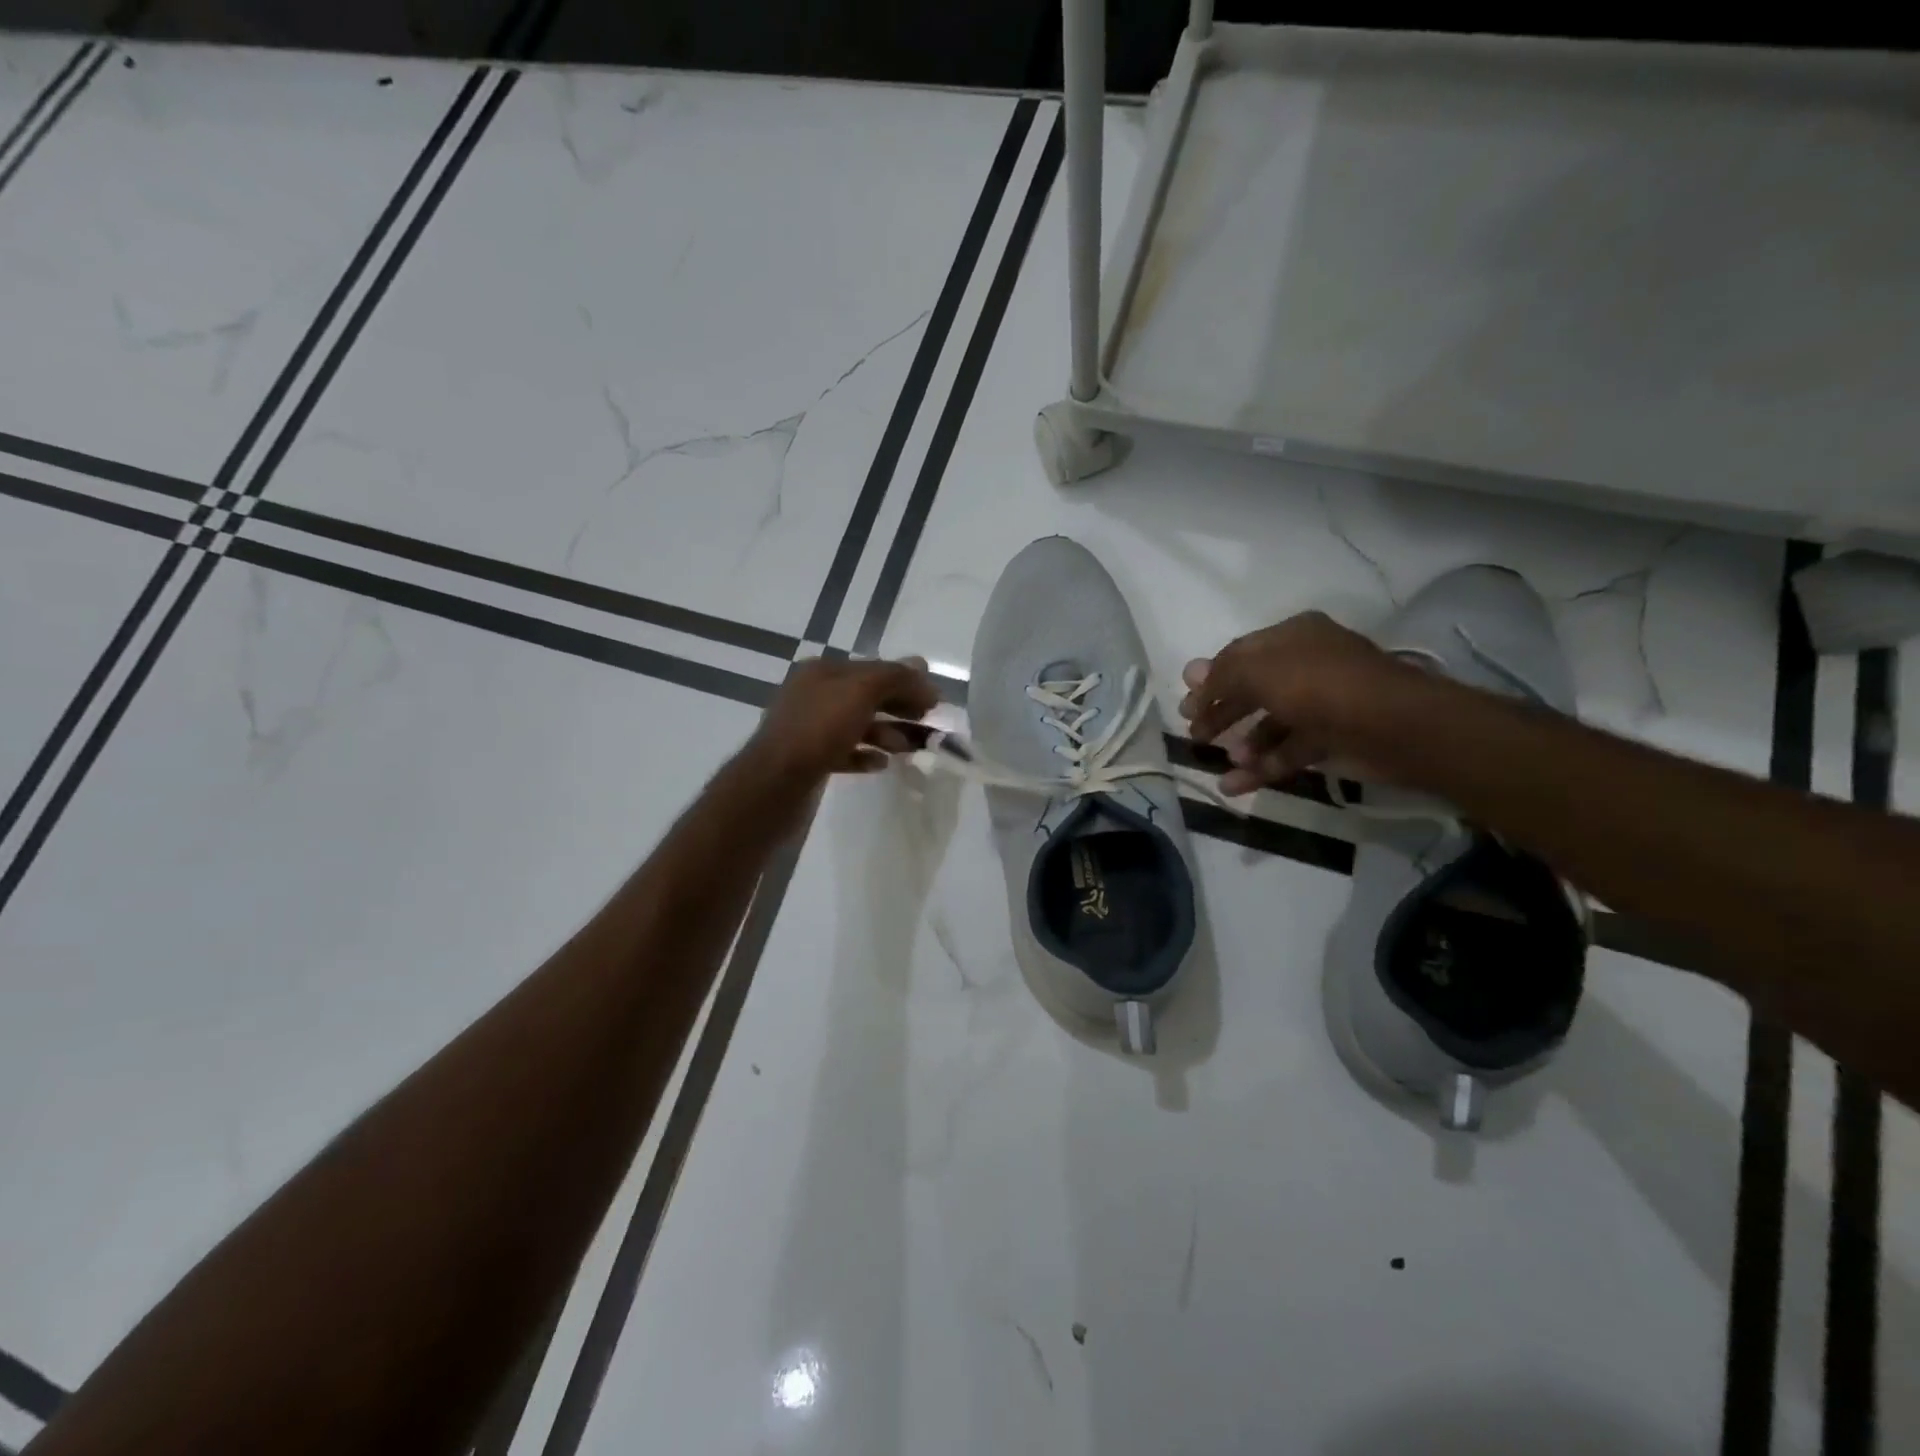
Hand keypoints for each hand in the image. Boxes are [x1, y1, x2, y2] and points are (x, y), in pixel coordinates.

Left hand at [747, 655, 939, 783]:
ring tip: (909, 749)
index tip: (935, 701)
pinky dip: (865, 755)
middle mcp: (814, 695)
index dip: (907, 681)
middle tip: (929, 724)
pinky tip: (881, 764)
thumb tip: (921, 666)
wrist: (773, 783)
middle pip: (867, 696)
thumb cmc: (818, 730)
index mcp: (823, 672)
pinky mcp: (809, 759)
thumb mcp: (861, 692)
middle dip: (900, 707)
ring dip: (887, 733)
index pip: (874, 669)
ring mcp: (810, 728)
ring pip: (858, 725)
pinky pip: (844, 752)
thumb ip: (894, 677)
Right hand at [1179, 612, 1396, 794]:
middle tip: (1195, 734)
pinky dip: (1262, 768)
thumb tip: (1190, 674)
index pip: (1240, 654)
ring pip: (1271, 723)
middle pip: (1253, 689)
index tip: (1186, 706)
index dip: (1210, 679)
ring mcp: (1322, 703)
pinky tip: (1234, 785)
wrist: (1394, 726)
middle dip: (1222, 712)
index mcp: (1292, 636)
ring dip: (1244, 744)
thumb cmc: (1319, 686)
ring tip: (1224, 762)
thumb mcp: (1258, 672)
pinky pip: (1288, 751)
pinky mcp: (1333, 739)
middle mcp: (1307, 665)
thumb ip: (1221, 677)